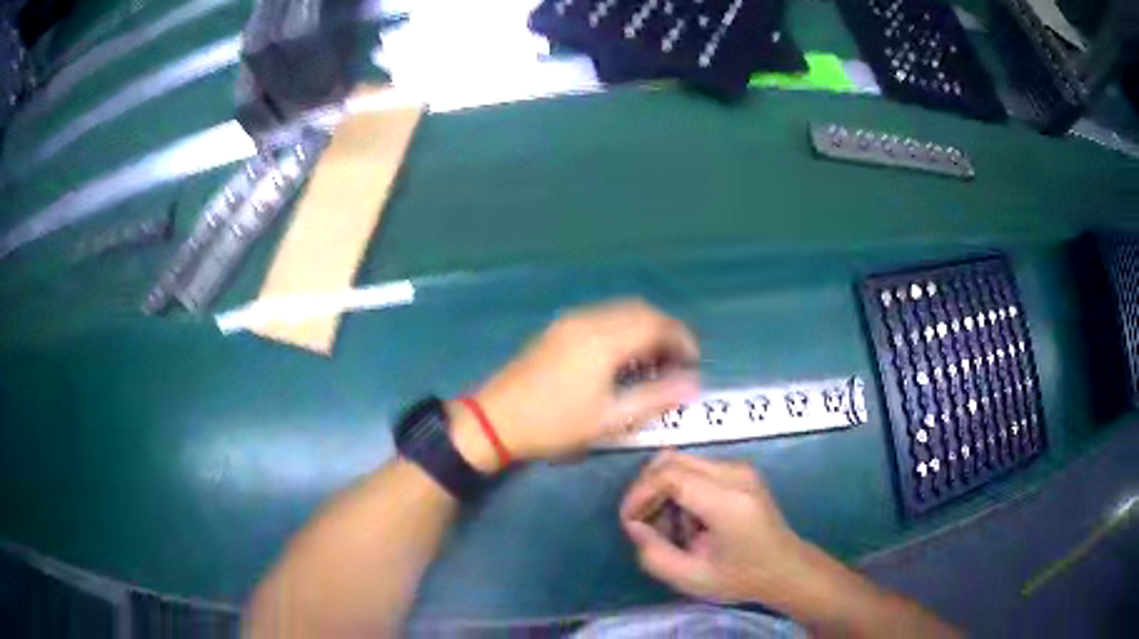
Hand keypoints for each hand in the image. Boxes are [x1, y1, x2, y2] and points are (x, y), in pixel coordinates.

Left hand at [452, 299, 699, 466]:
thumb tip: (693, 385)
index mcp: (604, 339)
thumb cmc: (554, 425)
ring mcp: (571, 321)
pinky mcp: (559, 328)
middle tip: (676, 365)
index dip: (683, 341)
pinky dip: (624, 330)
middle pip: (642, 311)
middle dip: (666, 332)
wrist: (496, 420)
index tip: (694, 365)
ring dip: (645, 329)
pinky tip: (622, 359)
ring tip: (653, 364)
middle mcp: (590, 320)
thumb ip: (655, 399)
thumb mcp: (609, 420)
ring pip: (622, 312)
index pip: (657, 325)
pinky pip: (603, 317)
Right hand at [620, 451, 810, 604]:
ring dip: (662, 490)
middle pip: (672, 460)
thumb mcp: (691, 578)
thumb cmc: (742, 578)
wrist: (787, 568)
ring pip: (681, 462)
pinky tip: (685, 520)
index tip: (629, 521)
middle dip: (647, 489)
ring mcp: (740, 469)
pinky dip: (679, 489)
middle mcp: (736, 474)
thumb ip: (654, 554)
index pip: (671, 475)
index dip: (640, 493)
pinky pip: (695, 469)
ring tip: (667, 527)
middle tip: (643, 524)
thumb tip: (634, 525)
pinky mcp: (740, 471)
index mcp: (728, 501)